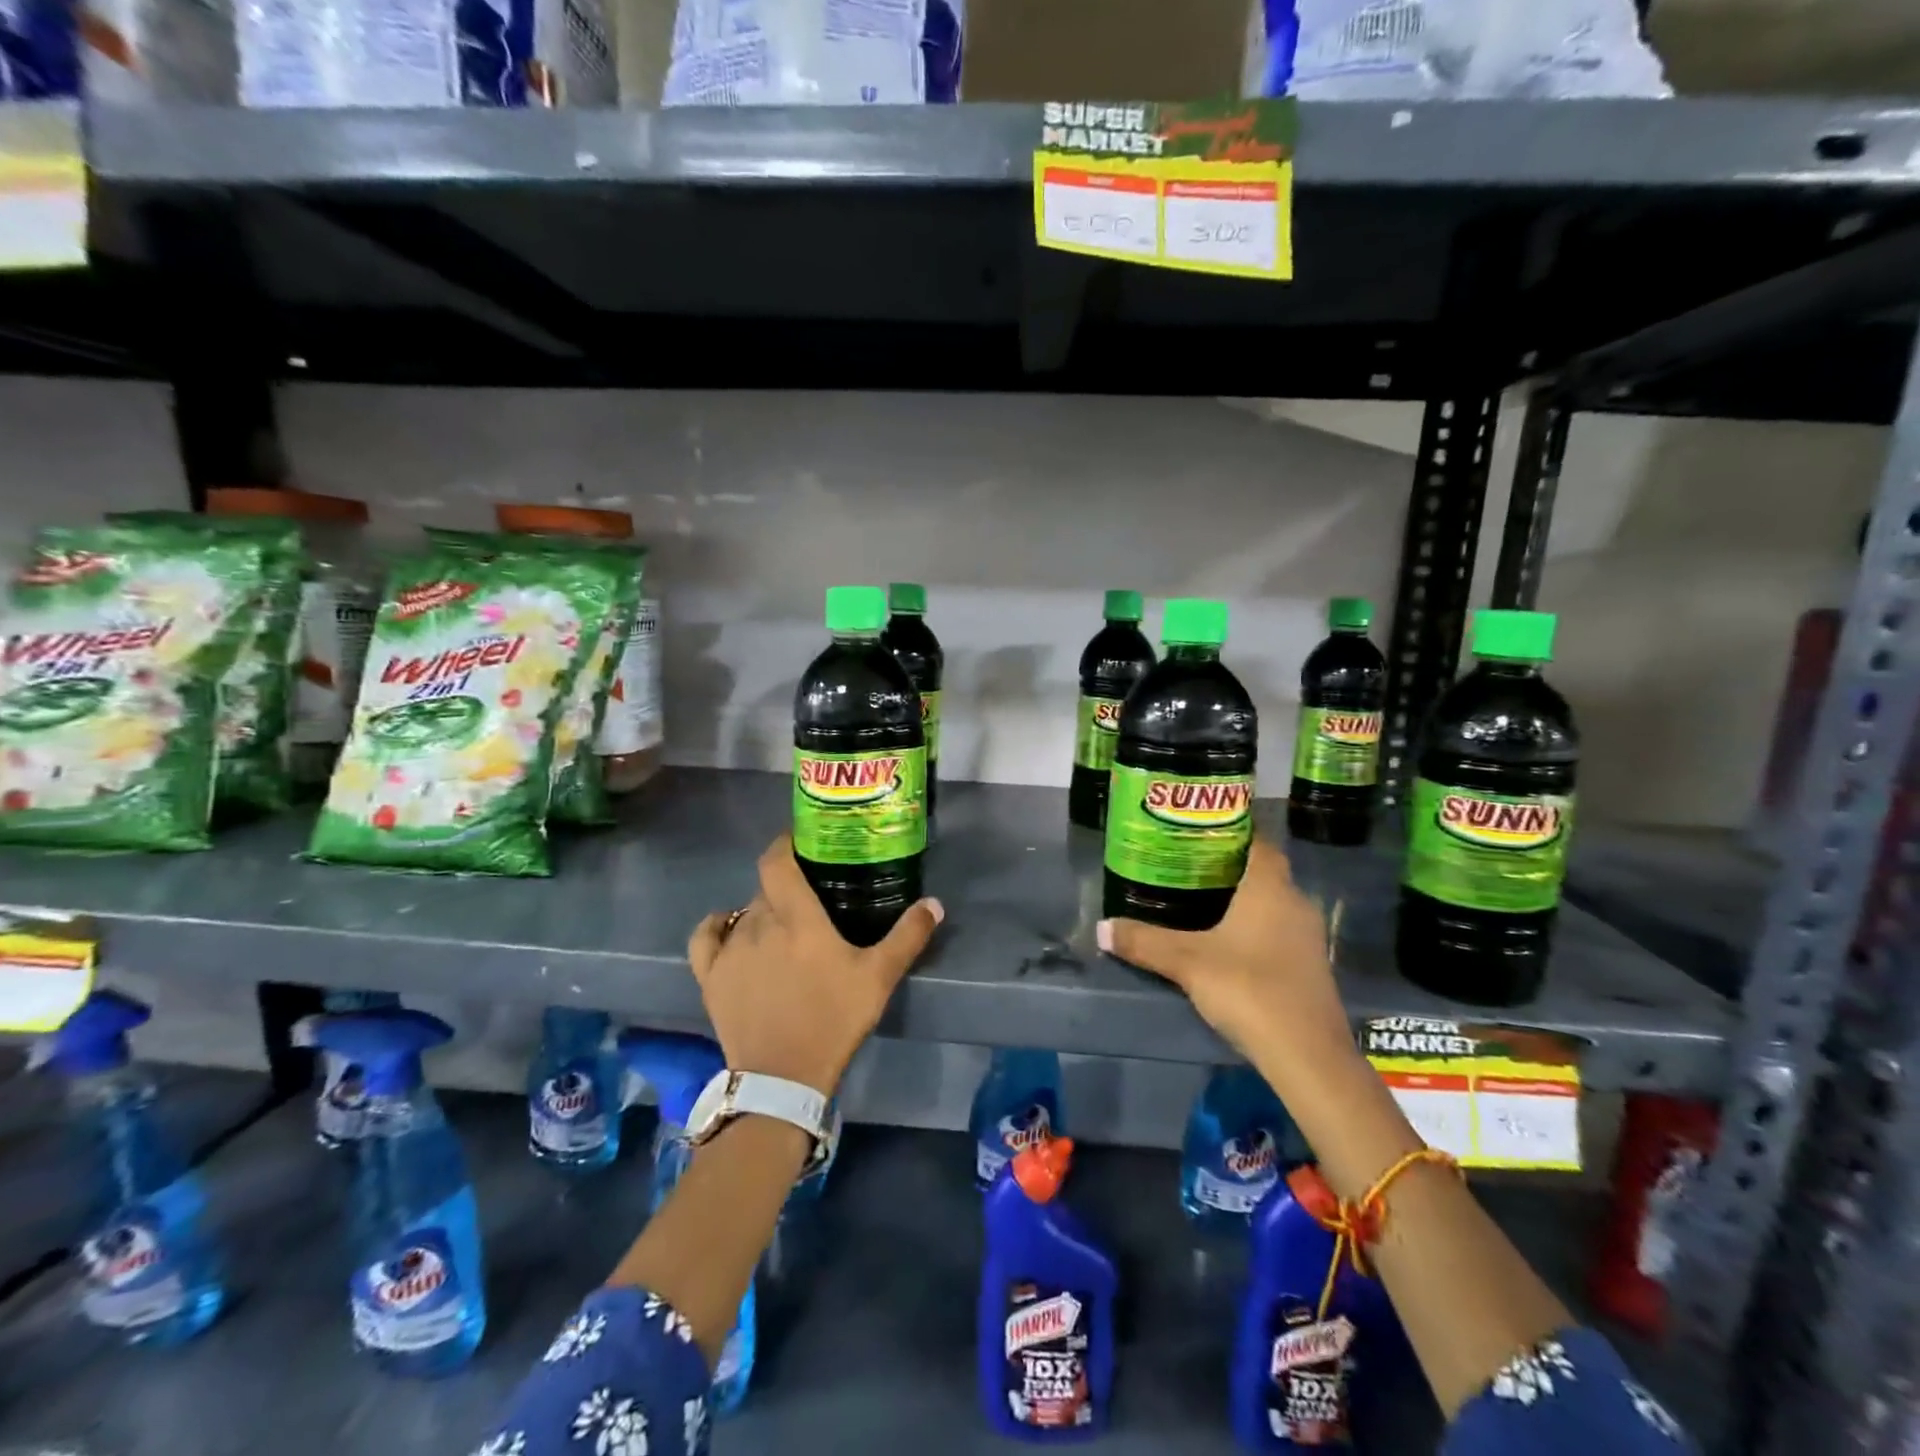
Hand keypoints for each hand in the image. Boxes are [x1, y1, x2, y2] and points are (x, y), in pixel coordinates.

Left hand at [688, 833, 943, 1096]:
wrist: (783, 1078)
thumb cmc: (834, 1020)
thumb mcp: (879, 978)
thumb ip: (908, 936)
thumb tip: (934, 903)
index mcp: (796, 917)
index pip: (777, 861)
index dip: (785, 843)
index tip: (801, 842)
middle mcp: (758, 923)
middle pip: (766, 888)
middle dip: (785, 886)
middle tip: (809, 898)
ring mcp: (729, 950)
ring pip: (743, 912)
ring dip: (761, 912)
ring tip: (781, 927)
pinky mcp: (710, 976)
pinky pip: (706, 937)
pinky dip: (717, 926)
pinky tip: (729, 928)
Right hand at [1097, 836, 1355, 1091]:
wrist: (1307, 1056)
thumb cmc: (1248, 989)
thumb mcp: (1187, 962)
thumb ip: (1144, 942)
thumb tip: (1101, 927)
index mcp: (1270, 888)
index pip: (1257, 842)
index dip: (1231, 832)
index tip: (1198, 832)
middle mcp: (1295, 903)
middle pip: (1263, 872)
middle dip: (1228, 867)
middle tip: (1187, 866)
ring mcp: (1308, 937)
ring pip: (1272, 903)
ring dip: (1242, 900)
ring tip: (1199, 902)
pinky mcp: (1309, 966)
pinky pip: (1278, 930)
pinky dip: (1253, 927)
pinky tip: (1226, 942)